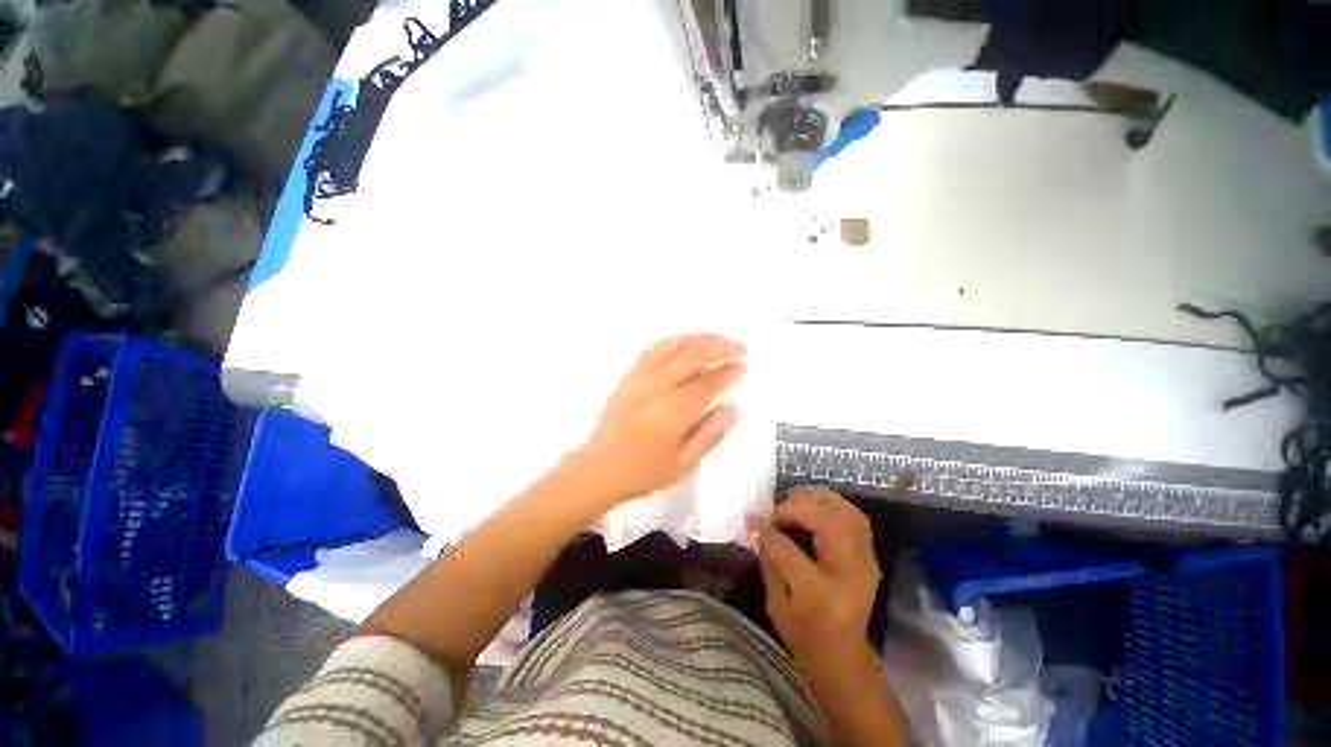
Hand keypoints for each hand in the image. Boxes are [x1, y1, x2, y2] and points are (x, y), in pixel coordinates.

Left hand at [570, 334, 746, 504]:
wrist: (599, 467)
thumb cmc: (644, 470)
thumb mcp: (685, 463)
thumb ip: (711, 434)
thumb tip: (732, 408)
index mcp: (675, 410)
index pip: (710, 380)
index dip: (730, 370)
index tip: (744, 366)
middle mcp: (659, 385)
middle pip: (695, 353)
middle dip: (721, 346)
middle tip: (740, 348)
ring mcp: (641, 375)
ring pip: (675, 343)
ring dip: (701, 338)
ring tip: (718, 342)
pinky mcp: (629, 373)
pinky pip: (656, 347)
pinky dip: (677, 341)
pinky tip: (687, 344)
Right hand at [754, 487, 880, 673]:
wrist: (842, 656)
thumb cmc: (803, 634)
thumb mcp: (775, 603)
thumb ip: (768, 560)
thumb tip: (757, 525)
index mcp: (820, 596)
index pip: (789, 551)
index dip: (767, 530)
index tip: (751, 519)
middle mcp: (849, 575)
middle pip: (828, 523)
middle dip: (797, 507)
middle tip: (776, 511)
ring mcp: (866, 563)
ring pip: (847, 513)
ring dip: (818, 499)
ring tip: (794, 500)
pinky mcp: (870, 556)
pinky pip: (855, 517)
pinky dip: (833, 504)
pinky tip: (814, 505)